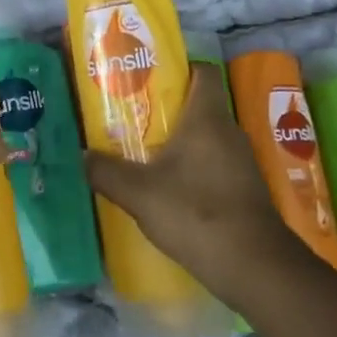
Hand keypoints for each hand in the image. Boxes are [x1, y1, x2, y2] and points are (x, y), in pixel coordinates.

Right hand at [84, 66, 306, 313]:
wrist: (255, 267)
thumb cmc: (196, 213)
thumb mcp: (138, 193)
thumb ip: (106, 171)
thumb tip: (82, 155)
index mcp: (207, 118)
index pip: (202, 72)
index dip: (177, 69)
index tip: (146, 78)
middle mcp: (229, 132)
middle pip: (198, 105)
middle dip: (166, 109)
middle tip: (131, 116)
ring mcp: (241, 162)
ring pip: (205, 138)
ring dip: (177, 142)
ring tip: (142, 152)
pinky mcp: (244, 190)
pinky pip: (213, 164)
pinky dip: (191, 169)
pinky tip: (166, 188)